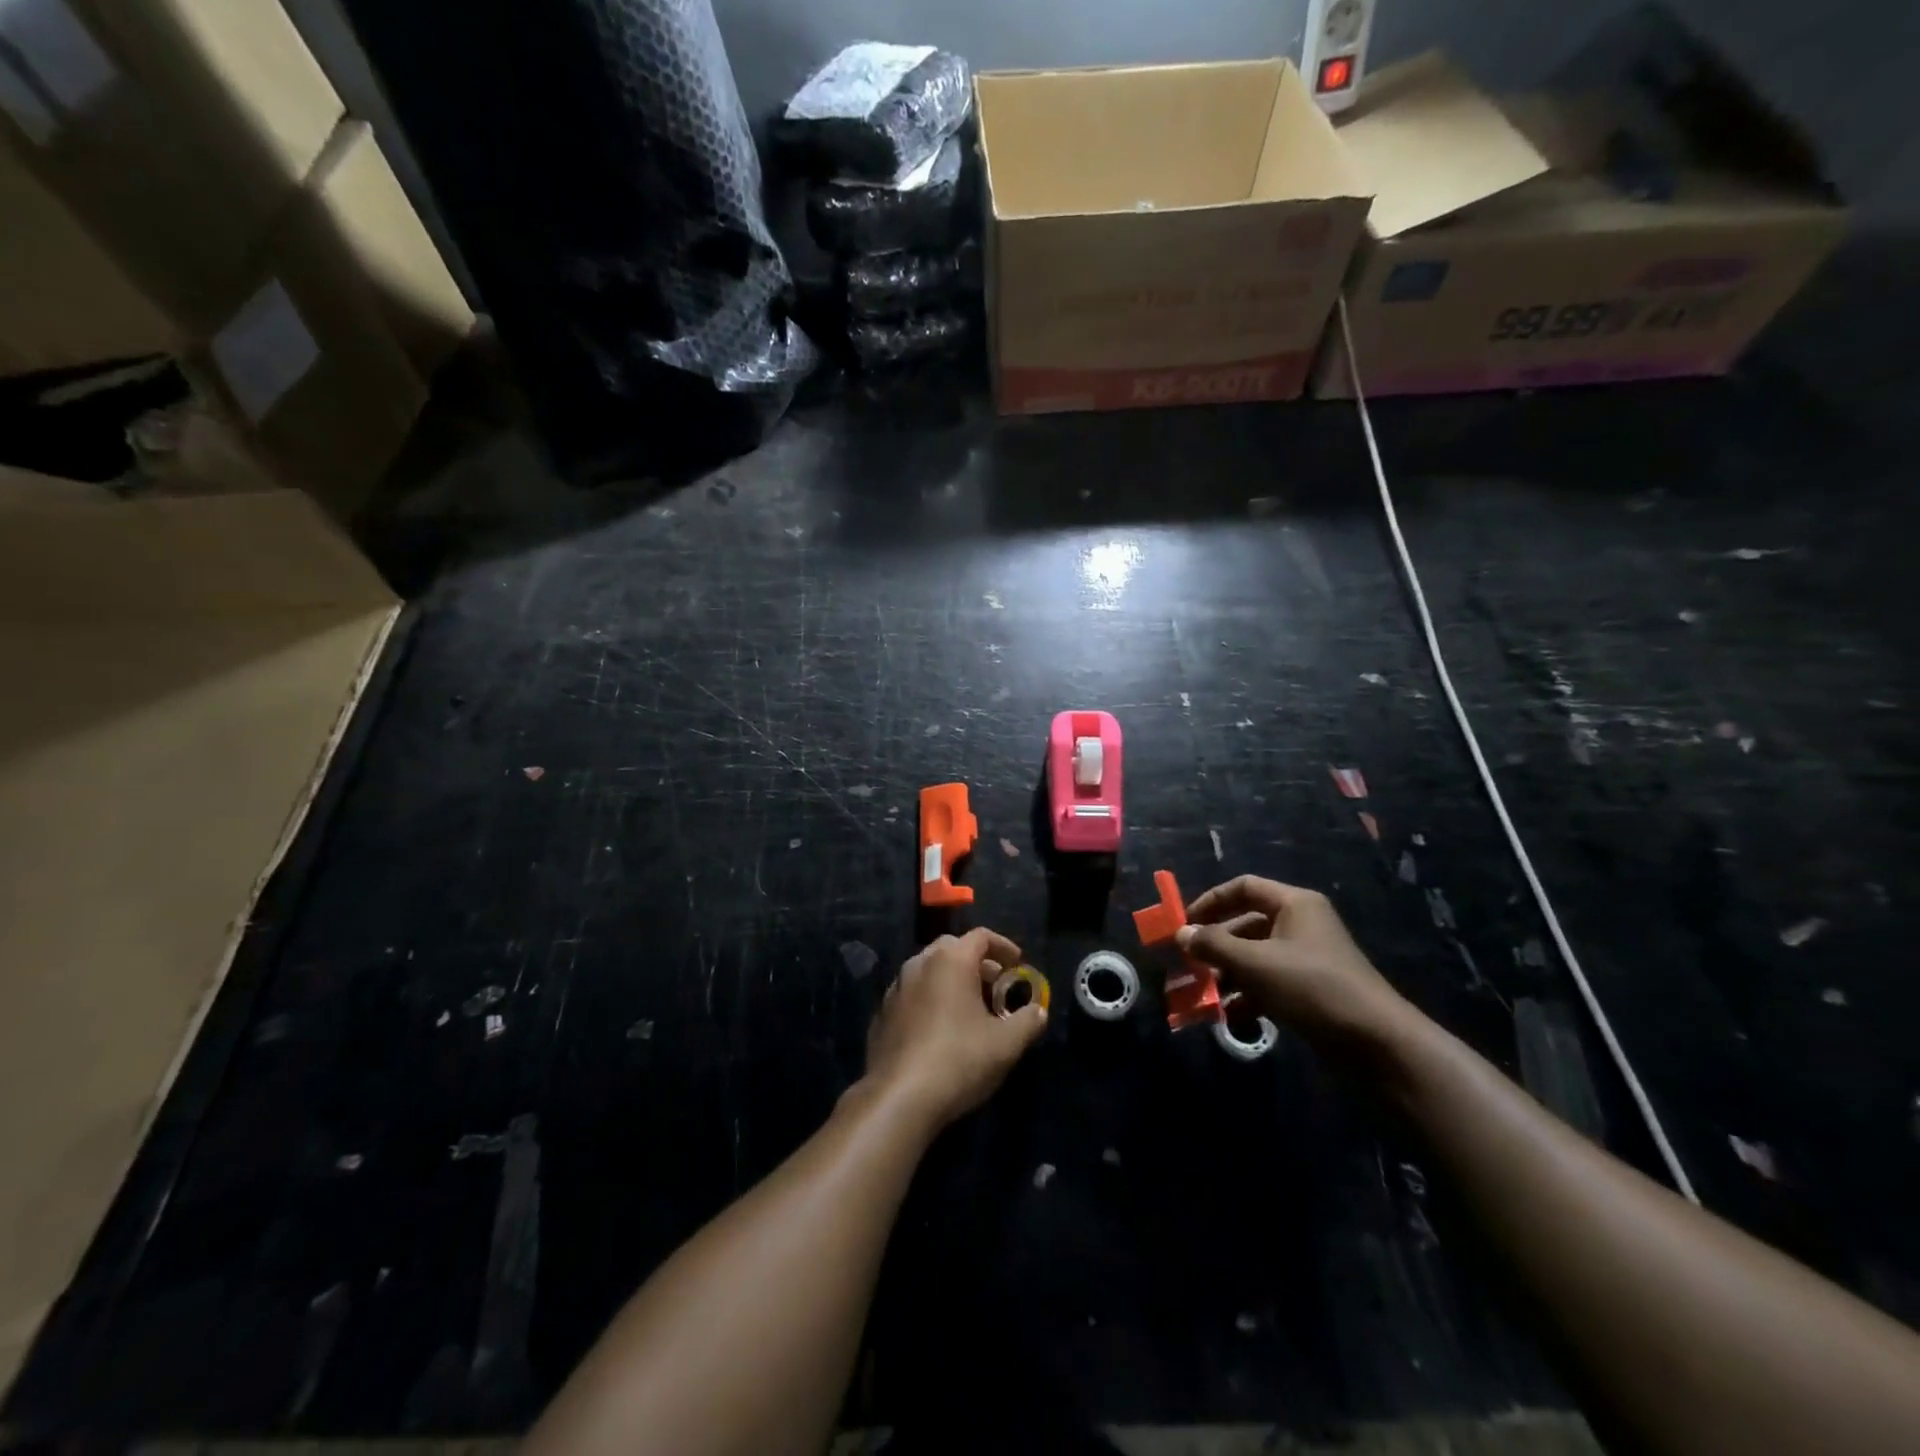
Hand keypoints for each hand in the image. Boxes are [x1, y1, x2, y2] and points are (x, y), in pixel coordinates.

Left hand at [864, 928, 1048, 1129]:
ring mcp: (896, 988)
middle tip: (996, 986)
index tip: (1018, 964)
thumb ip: (1028, 1020)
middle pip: (952, 948)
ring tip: (971, 1009)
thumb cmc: (959, 1060)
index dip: (1003, 946)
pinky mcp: (882, 1014)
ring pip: (929, 971)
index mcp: (950, 960)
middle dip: (977, 962)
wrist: (898, 1098)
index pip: (980, 936)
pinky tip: (941, 1030)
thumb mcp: (1007, 1043)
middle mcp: (919, 964)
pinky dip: (931, 1000)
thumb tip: (1038, 1011)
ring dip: (952, 981)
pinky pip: (913, 995)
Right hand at [1177, 876, 1405, 1040]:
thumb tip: (1180, 933)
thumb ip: (1213, 944)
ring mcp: (1307, 958)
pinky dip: (1248, 995)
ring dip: (1227, 973)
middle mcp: (1300, 924)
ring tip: (1203, 994)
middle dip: (1215, 945)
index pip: (1243, 887)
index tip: (1184, 924)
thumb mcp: (1255, 962)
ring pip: (1255, 956)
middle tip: (1188, 964)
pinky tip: (1229, 1016)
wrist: (1376, 1042)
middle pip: (1246, 924)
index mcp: (1294, 904)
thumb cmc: (1311, 986)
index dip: (1210, 901)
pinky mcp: (1310, 989)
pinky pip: (1269, 982)